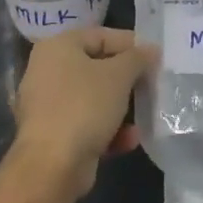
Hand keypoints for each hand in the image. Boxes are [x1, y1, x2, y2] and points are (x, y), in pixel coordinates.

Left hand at [12, 27, 157, 194]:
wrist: (52, 167)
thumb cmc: (85, 106)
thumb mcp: (119, 75)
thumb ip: (138, 57)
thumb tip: (152, 49)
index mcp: (58, 47)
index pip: (101, 36)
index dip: (131, 45)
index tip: (155, 58)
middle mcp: (47, 71)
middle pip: (98, 68)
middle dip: (127, 80)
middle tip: (152, 86)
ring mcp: (47, 105)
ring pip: (94, 98)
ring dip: (121, 108)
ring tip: (144, 115)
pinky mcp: (52, 135)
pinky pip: (86, 123)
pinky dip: (107, 129)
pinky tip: (128, 140)